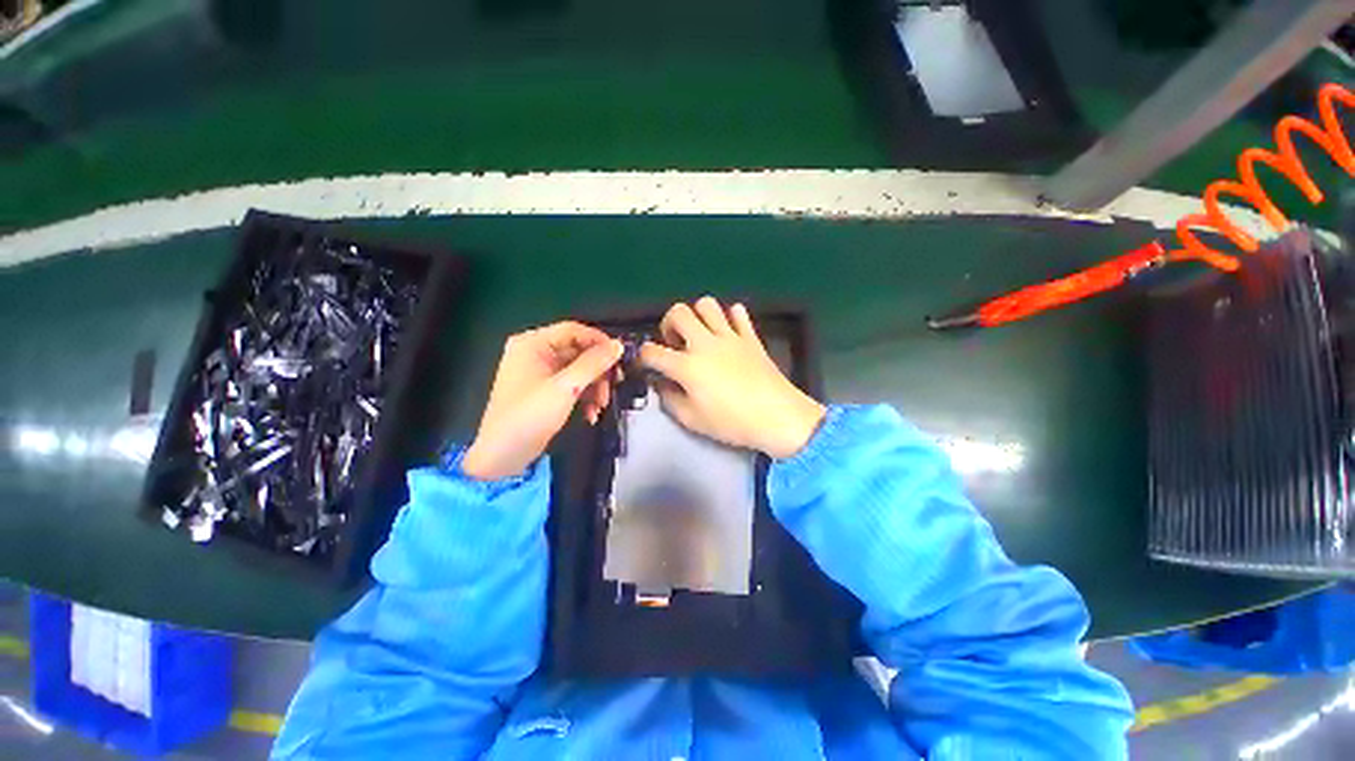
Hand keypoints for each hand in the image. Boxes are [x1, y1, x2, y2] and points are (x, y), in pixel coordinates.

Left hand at [462, 322, 622, 480]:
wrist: (503, 456)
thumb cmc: (529, 415)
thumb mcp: (565, 387)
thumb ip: (593, 364)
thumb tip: (618, 346)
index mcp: (532, 344)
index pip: (573, 330)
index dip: (598, 341)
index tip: (620, 355)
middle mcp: (536, 353)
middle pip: (578, 352)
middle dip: (598, 371)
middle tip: (615, 385)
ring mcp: (541, 373)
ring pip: (579, 370)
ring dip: (594, 387)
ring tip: (601, 406)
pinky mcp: (546, 391)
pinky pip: (572, 385)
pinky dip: (584, 397)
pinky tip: (591, 414)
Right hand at [640, 297, 825, 458]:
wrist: (777, 416)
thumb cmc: (732, 422)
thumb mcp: (692, 420)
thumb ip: (670, 400)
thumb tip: (662, 384)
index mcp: (688, 366)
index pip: (652, 352)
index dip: (643, 356)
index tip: (646, 363)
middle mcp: (705, 344)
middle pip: (678, 312)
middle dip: (668, 324)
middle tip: (675, 343)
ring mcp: (730, 337)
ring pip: (707, 304)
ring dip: (697, 316)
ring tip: (699, 335)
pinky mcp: (750, 337)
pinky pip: (738, 313)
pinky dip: (730, 317)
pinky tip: (728, 333)